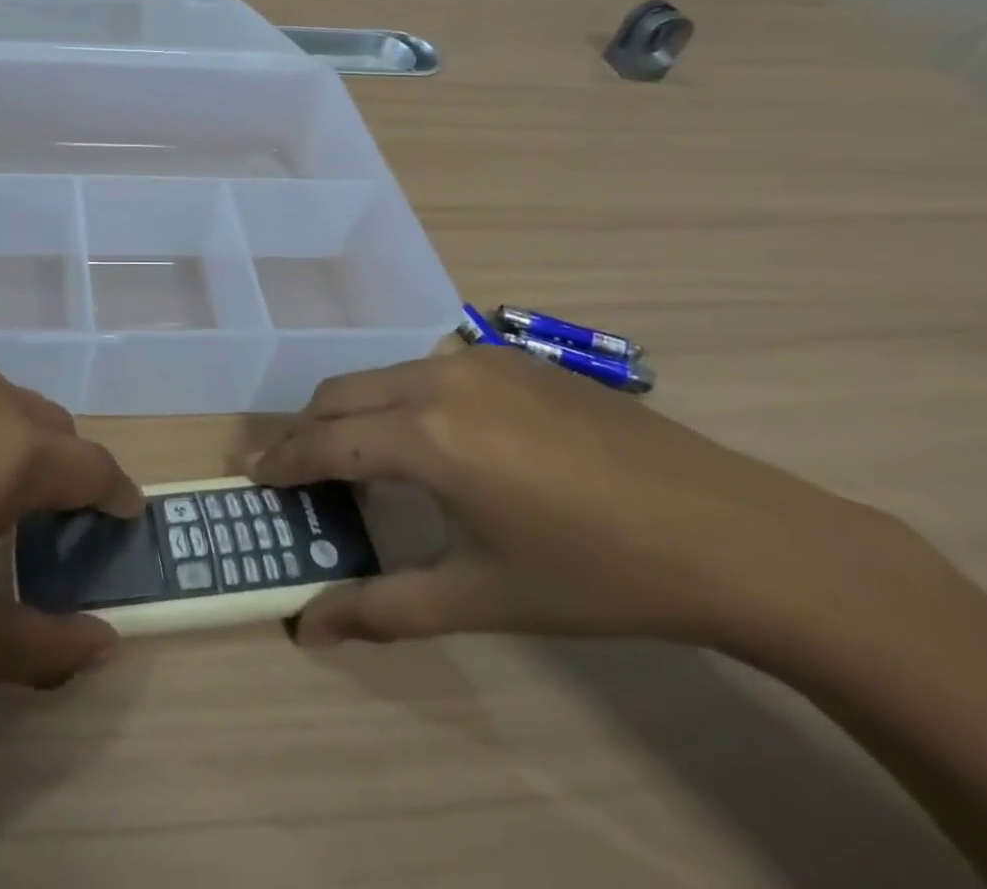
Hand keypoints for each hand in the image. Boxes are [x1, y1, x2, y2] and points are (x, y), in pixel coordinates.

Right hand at [250, 348, 892, 652]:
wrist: (735, 533)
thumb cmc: (598, 575)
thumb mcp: (484, 597)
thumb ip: (385, 607)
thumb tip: (307, 629)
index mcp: (425, 436)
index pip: (323, 441)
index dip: (282, 461)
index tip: (252, 476)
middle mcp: (436, 378)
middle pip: (338, 395)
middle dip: (306, 432)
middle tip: (293, 475)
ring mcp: (476, 358)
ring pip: (379, 376)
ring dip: (351, 413)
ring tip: (356, 460)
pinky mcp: (510, 356)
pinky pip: (424, 369)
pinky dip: (397, 399)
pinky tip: (431, 441)